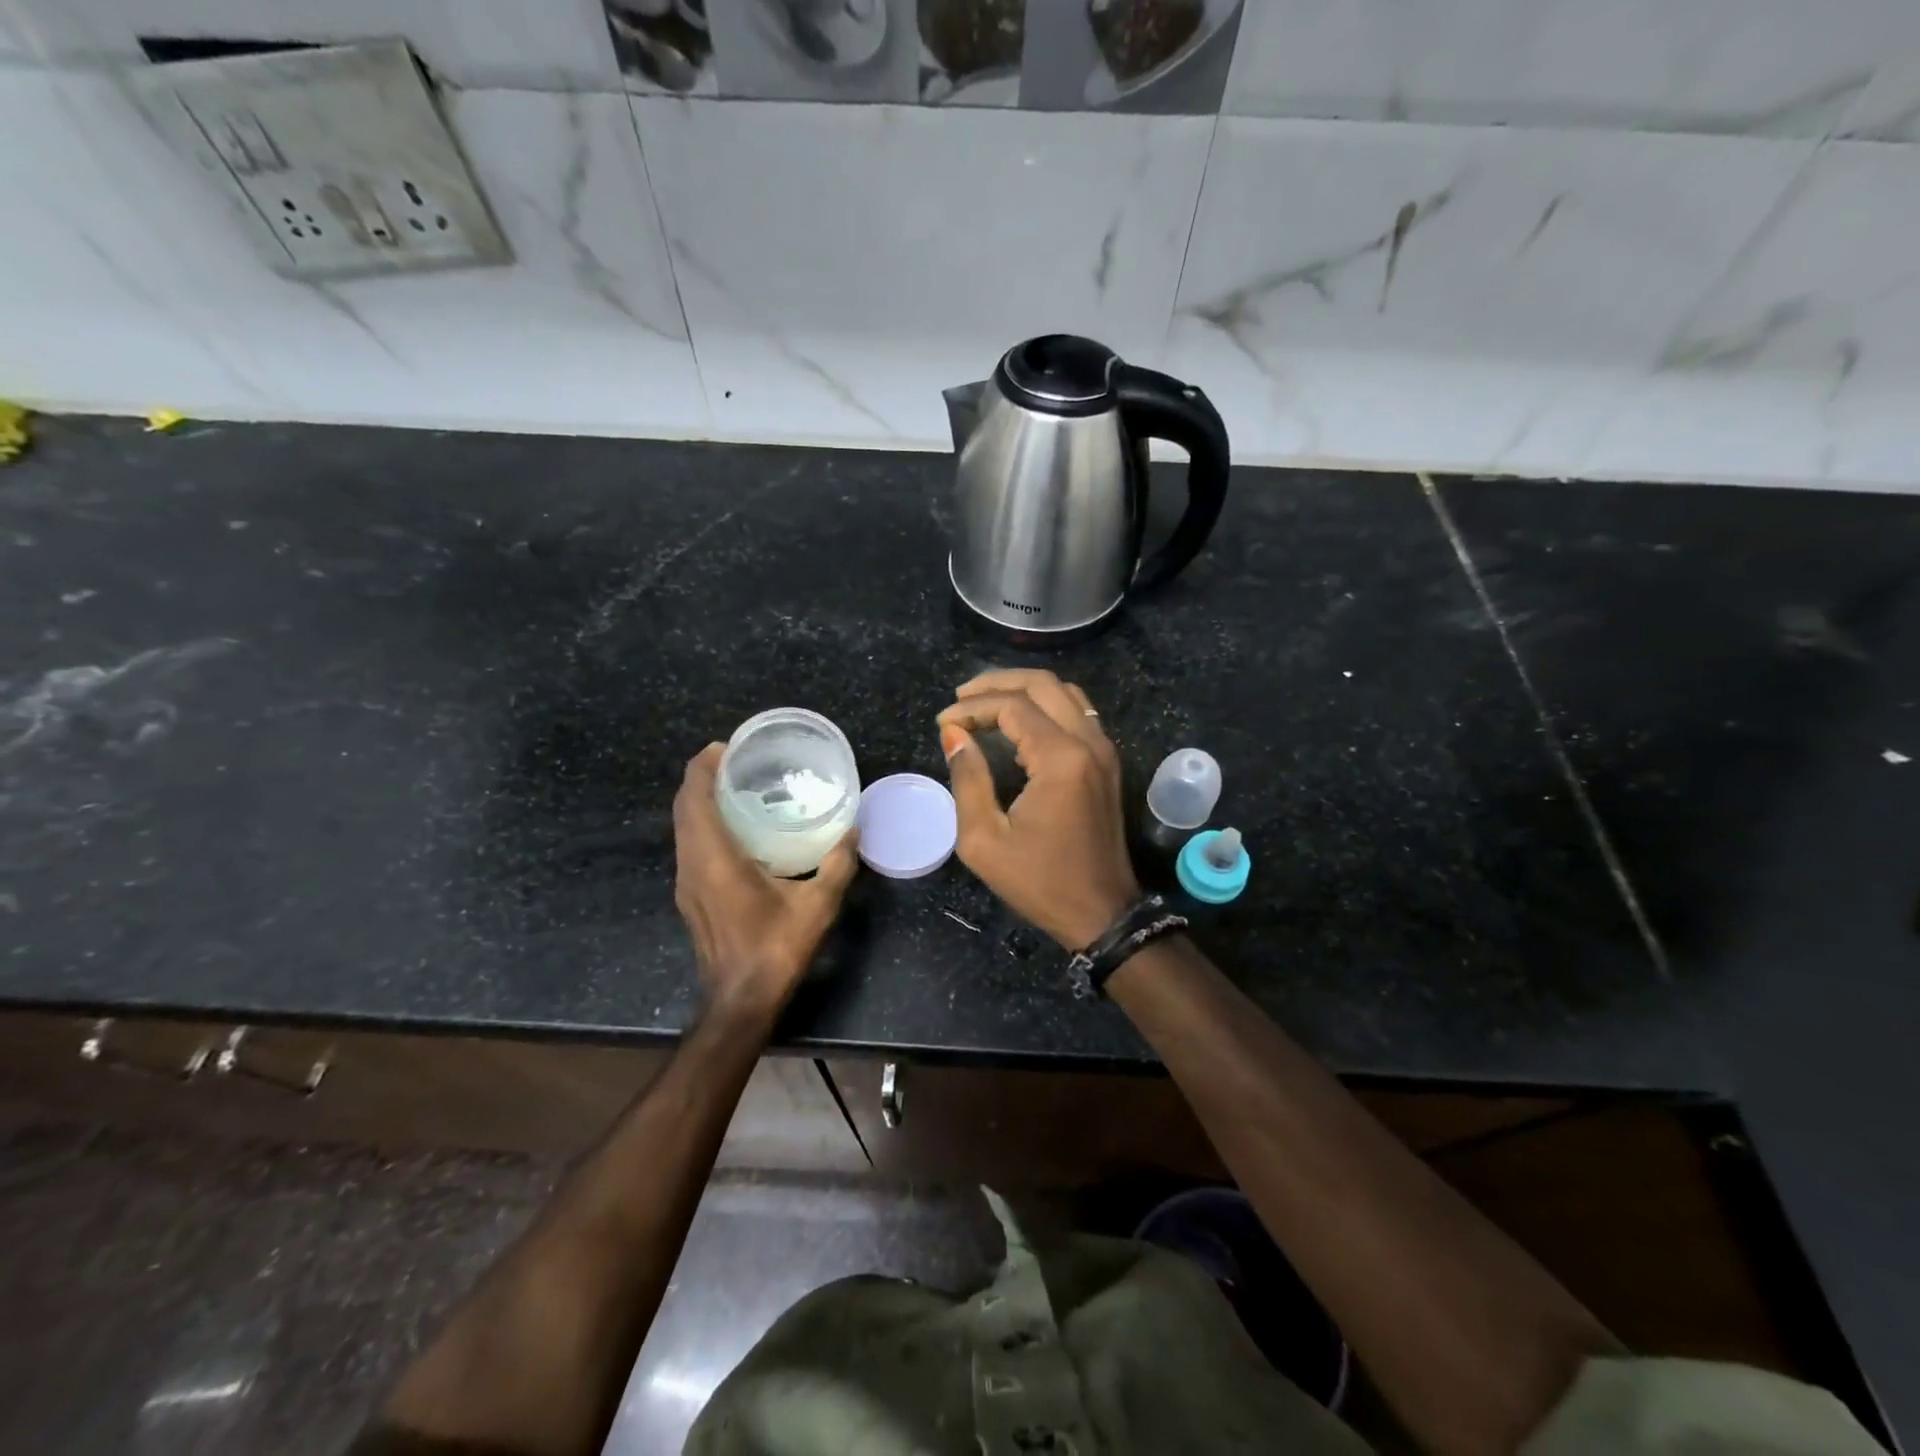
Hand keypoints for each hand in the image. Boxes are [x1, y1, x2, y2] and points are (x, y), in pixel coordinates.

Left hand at [672, 744, 859, 1019]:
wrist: (740, 1001)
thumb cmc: (775, 950)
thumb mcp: (817, 906)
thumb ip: (837, 864)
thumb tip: (854, 829)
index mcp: (714, 859)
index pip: (694, 798)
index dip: (703, 766)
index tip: (725, 746)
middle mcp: (691, 865)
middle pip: (683, 808)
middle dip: (702, 777)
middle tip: (736, 759)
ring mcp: (686, 883)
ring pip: (683, 828)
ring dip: (700, 800)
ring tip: (737, 785)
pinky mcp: (691, 896)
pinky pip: (690, 845)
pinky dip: (704, 823)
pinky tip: (737, 828)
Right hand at [937, 670, 1141, 949]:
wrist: (1102, 914)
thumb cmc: (1039, 882)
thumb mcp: (984, 839)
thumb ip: (968, 778)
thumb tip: (953, 734)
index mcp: (1061, 758)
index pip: (1012, 706)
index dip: (972, 707)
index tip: (943, 723)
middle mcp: (1089, 742)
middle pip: (1043, 684)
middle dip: (997, 683)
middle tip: (961, 697)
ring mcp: (1104, 750)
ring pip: (1065, 693)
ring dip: (1024, 690)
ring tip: (985, 704)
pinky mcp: (1107, 763)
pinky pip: (1078, 714)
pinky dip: (1045, 707)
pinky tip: (1018, 726)